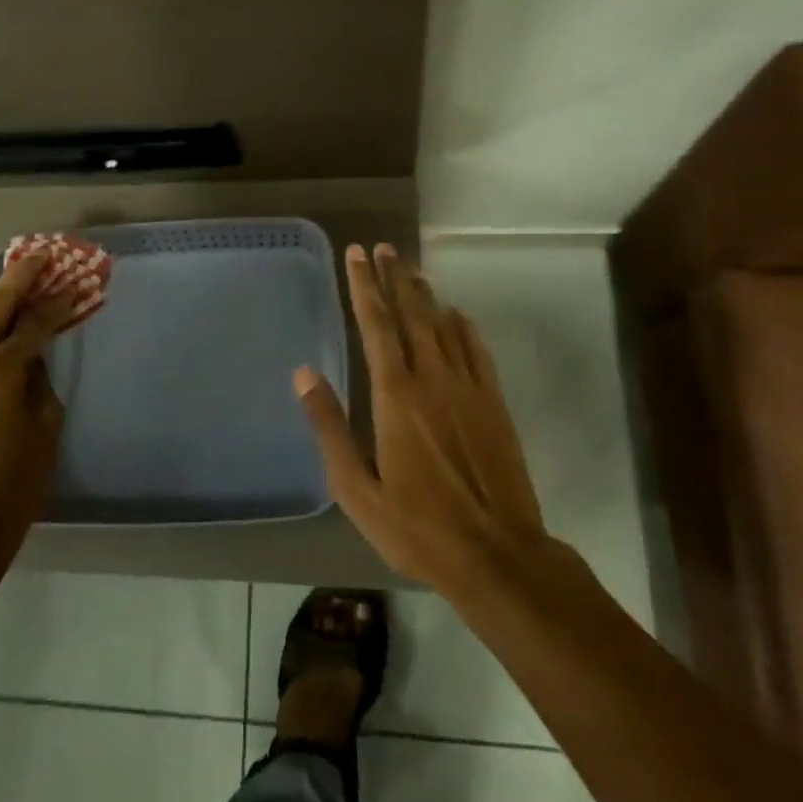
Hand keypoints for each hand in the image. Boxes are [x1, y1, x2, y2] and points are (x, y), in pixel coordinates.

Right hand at [295, 243, 545, 592]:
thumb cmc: (418, 527)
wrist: (498, 554)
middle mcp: (432, 378)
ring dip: (425, 294)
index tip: (356, 255)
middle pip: (412, 313)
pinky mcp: (494, 403)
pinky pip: (476, 350)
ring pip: (444, 325)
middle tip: (383, 247)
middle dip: (395, 277)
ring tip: (411, 269)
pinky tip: (456, 314)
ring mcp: (468, 387)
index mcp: (396, 395)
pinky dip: (463, 326)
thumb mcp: (357, 489)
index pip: (376, 325)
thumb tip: (304, 373)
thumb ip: (330, 427)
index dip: (364, 286)